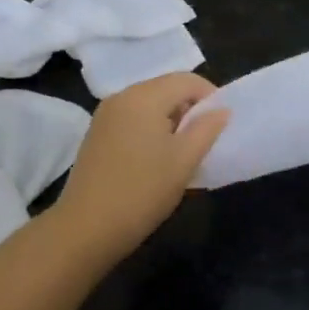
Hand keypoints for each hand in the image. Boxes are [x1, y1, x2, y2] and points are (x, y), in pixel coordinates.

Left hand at [52, 72, 228, 258]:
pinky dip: (151, 128)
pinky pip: (133, 118)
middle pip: (166, 88)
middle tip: (205, 140)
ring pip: (149, 104)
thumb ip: (207, 129)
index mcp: (144, 96)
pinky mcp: (97, 133)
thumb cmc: (142, 191)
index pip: (187, 80)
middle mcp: (122, 96)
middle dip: (190, 108)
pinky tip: (156, 158)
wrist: (86, 229)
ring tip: (183, 152)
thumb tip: (221, 110)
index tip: (222, 124)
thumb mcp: (184, 161)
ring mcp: (105, 115)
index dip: (211, 96)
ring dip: (171, 119)